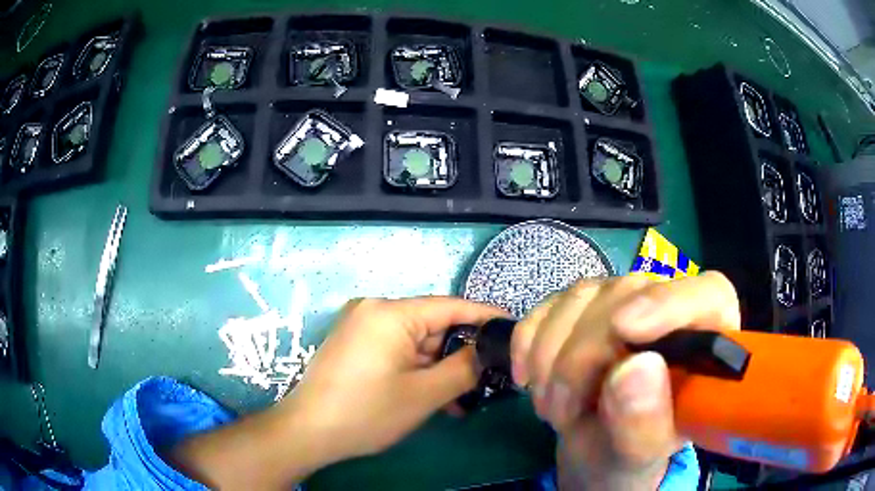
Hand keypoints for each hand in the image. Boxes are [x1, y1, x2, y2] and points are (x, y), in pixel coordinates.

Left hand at [282, 297, 506, 460]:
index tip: (512, 327)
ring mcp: (361, 326)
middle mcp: (374, 309)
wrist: (308, 431)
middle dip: (458, 353)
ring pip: (414, 342)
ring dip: (437, 368)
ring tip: (460, 399)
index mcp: (390, 312)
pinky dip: (416, 369)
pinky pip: (396, 349)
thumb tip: (488, 351)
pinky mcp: (354, 343)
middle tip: (487, 377)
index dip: (484, 316)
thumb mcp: (424, 394)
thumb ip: (464, 369)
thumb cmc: (366, 412)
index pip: (450, 306)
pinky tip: (431, 395)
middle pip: (431, 325)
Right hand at [510, 272, 739, 490]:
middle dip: (584, 356)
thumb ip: (645, 421)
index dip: (669, 303)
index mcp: (706, 340)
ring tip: (552, 409)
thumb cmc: (630, 453)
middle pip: (629, 294)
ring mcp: (622, 301)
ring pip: (581, 297)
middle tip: (561, 412)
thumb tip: (636, 369)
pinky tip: (529, 379)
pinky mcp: (581, 307)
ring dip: (551, 358)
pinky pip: (547, 307)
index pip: (707, 295)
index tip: (626, 330)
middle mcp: (669, 307)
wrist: (594, 452)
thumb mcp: (640, 453)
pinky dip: (528, 343)